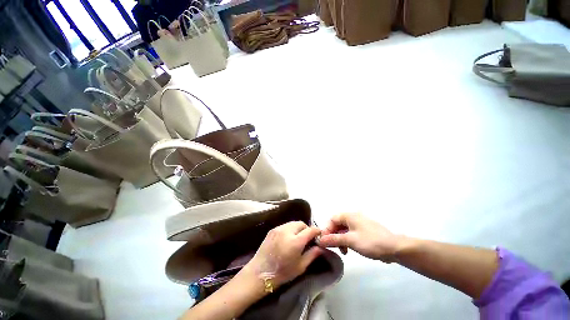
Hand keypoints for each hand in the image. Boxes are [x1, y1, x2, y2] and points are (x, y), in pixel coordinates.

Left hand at [244, 221, 323, 288]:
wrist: (260, 273)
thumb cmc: (282, 273)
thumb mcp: (300, 267)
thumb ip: (312, 254)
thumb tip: (321, 247)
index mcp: (295, 241)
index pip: (310, 230)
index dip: (316, 231)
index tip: (319, 235)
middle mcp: (287, 231)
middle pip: (301, 223)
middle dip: (307, 229)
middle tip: (308, 238)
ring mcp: (278, 228)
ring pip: (293, 223)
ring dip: (298, 228)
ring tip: (298, 238)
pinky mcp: (273, 229)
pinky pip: (285, 225)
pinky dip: (290, 229)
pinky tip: (288, 238)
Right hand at [317, 213, 402, 262]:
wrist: (394, 248)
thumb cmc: (370, 242)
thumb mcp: (350, 241)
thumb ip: (334, 239)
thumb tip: (320, 240)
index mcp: (349, 216)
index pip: (332, 219)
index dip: (327, 230)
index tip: (325, 241)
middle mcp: (353, 217)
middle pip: (338, 224)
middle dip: (334, 235)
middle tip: (333, 247)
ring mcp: (360, 224)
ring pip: (344, 230)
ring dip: (340, 239)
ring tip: (343, 251)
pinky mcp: (364, 231)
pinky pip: (351, 233)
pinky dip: (348, 240)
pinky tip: (350, 249)